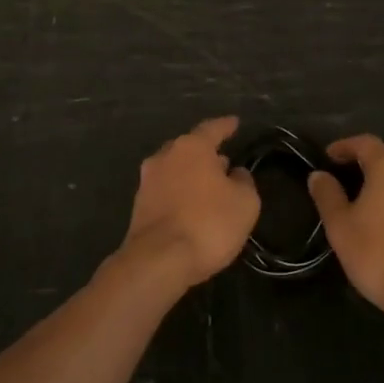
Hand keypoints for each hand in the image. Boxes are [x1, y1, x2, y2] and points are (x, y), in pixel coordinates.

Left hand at [120, 116, 259, 289]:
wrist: (158, 260)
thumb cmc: (208, 223)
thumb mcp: (244, 203)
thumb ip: (243, 181)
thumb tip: (234, 173)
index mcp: (191, 147)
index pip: (212, 129)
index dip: (226, 126)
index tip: (235, 122)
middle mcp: (165, 156)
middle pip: (189, 148)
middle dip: (206, 153)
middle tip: (223, 160)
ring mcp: (147, 181)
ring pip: (174, 169)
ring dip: (191, 174)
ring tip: (209, 186)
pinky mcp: (139, 206)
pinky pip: (165, 191)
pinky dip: (179, 194)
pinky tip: (191, 207)